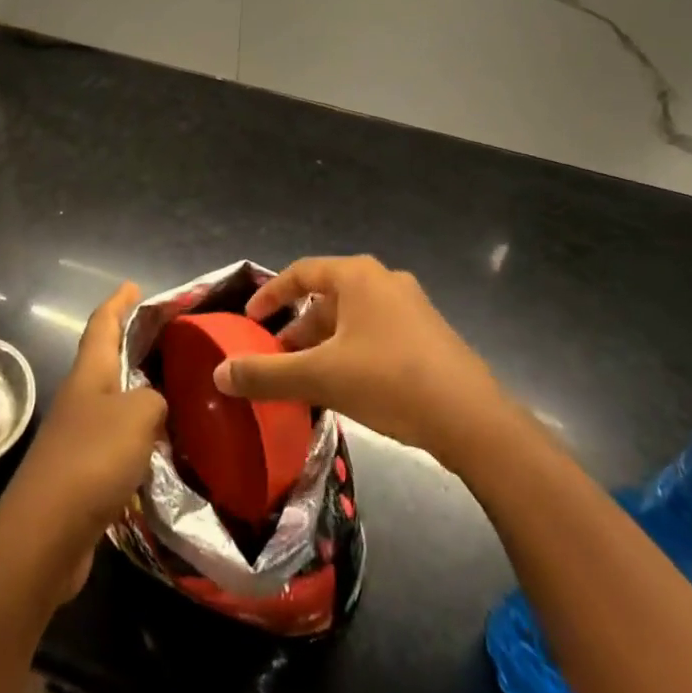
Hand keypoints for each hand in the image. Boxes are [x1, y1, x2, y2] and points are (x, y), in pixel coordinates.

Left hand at [0, 282, 165, 600]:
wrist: (45, 535)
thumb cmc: (91, 459)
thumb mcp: (138, 416)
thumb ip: (155, 400)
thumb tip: (155, 406)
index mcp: (90, 373)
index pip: (103, 324)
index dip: (119, 302)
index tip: (134, 285)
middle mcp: (81, 398)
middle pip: (107, 360)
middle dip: (133, 346)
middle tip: (169, 341)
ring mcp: (77, 436)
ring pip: (113, 402)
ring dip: (138, 394)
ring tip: (175, 392)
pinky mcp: (81, 473)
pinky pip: (116, 441)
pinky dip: (137, 437)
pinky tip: (161, 448)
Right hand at [213, 256, 508, 468]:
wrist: (472, 420)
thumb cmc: (390, 381)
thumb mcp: (321, 377)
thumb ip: (267, 374)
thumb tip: (219, 374)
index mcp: (357, 276)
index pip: (301, 273)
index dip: (271, 294)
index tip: (250, 320)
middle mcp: (384, 281)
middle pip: (327, 296)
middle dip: (298, 327)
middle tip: (277, 357)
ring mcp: (411, 307)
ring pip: (353, 317)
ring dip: (324, 342)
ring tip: (307, 377)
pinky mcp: (428, 335)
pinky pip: (376, 333)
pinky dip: (352, 350)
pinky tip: (347, 386)